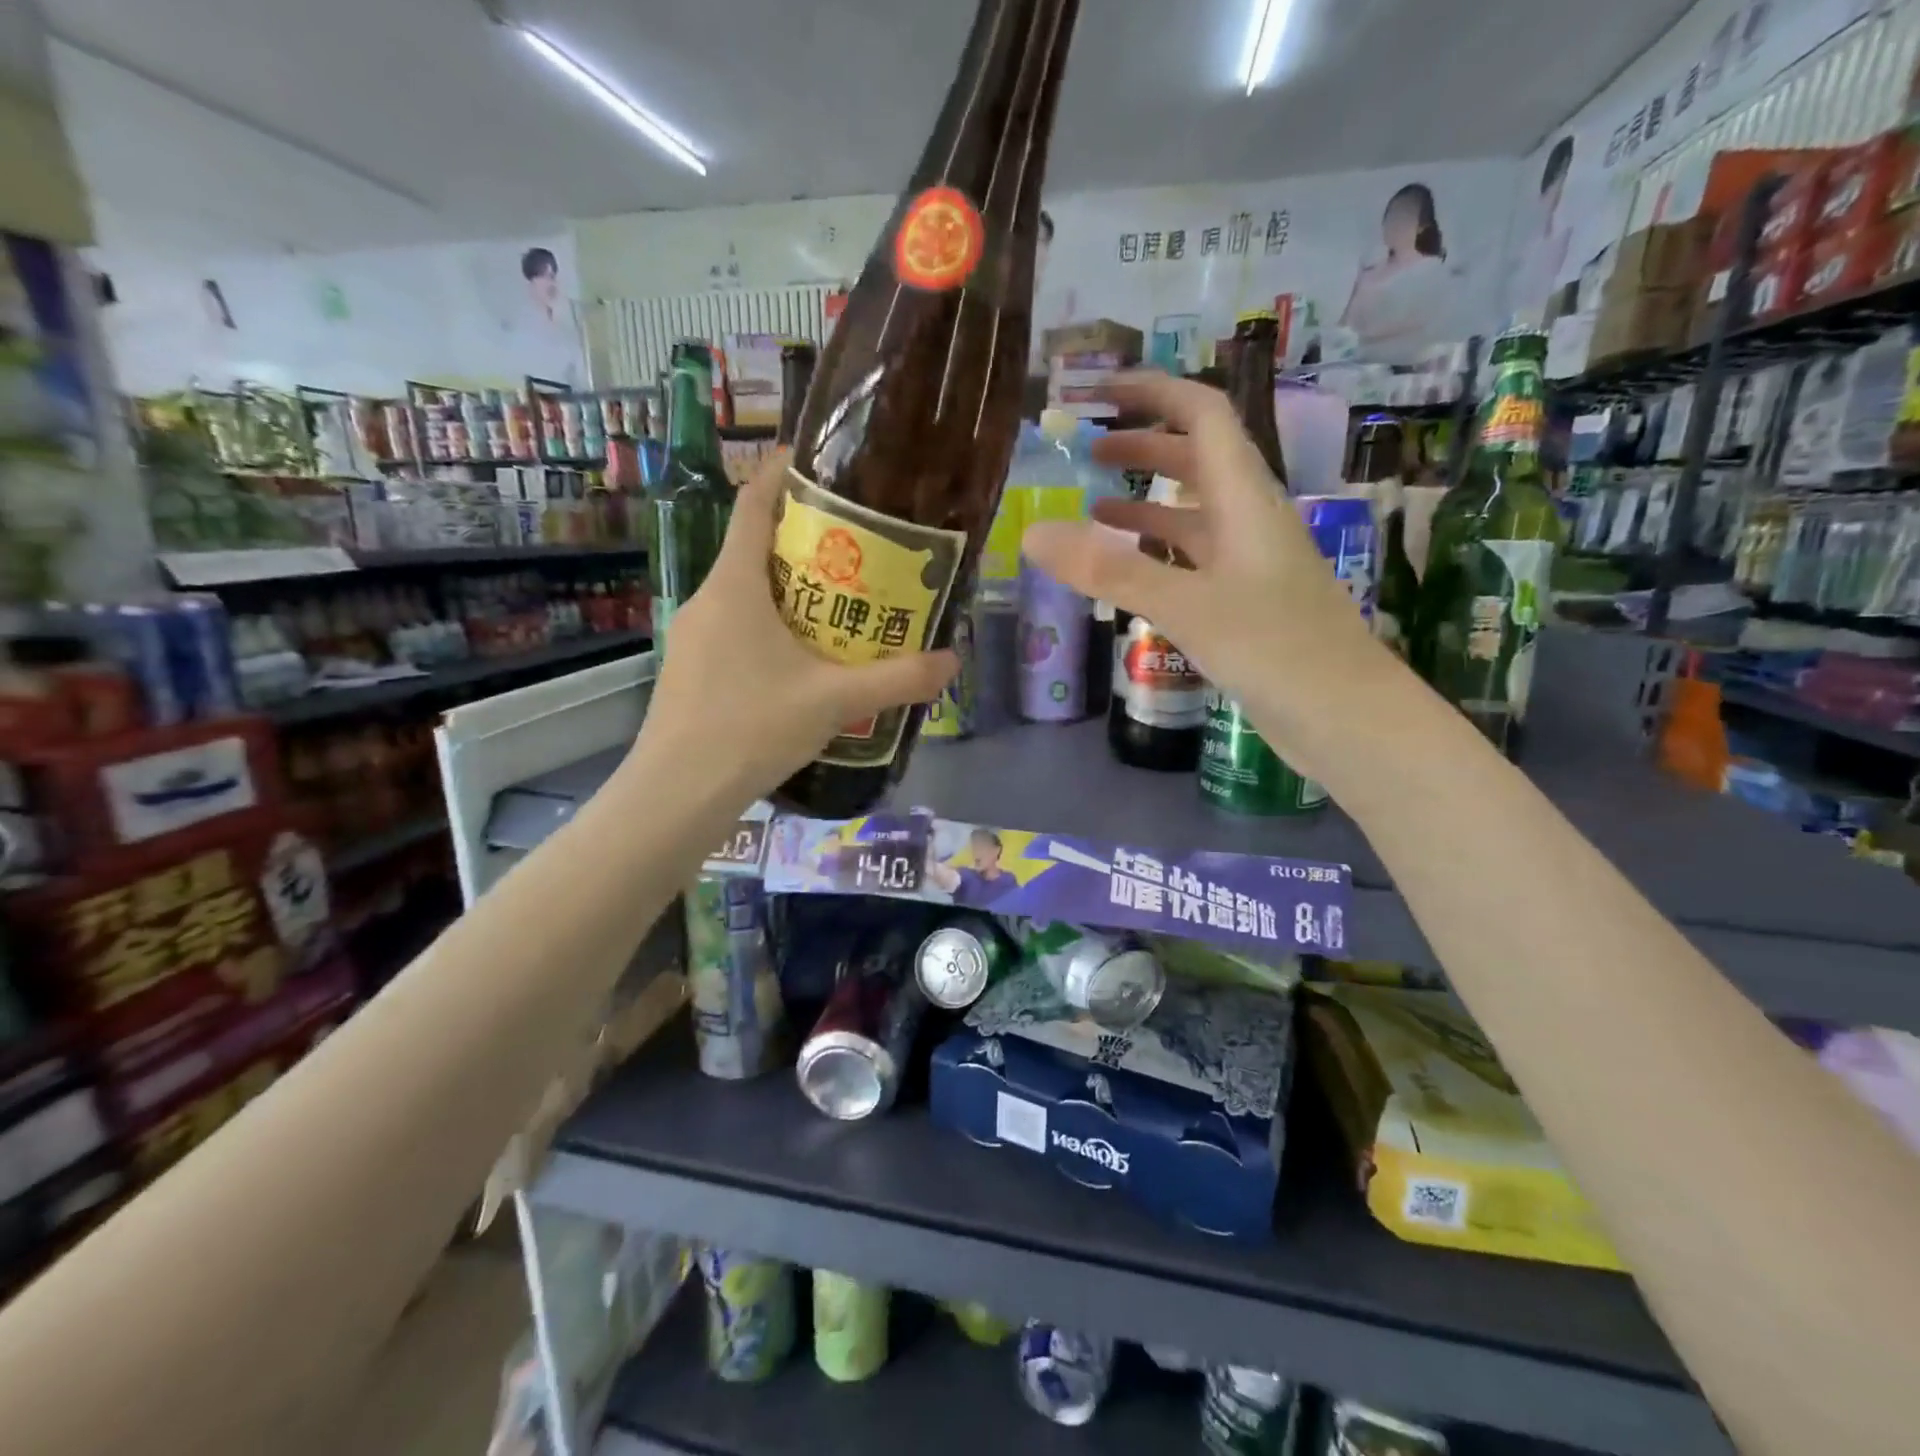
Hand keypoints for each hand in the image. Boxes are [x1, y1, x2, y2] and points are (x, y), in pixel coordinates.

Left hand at [640, 449, 957, 800]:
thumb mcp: (833, 702)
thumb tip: (952, 661)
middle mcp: (709, 599)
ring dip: (793, 590)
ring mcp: (694, 636)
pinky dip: (774, 627)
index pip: (753, 504)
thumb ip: (897, 679)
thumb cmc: (750, 728)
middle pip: (757, 549)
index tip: (822, 462)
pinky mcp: (693, 669)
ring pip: (748, 593)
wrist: (676, 794)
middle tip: (863, 550)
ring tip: (845, 605)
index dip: (783, 473)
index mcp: (736, 586)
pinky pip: (738, 628)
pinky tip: (806, 662)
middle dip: (808, 542)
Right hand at [1021, 371, 1393, 774]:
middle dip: (1144, 443)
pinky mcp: (1243, 601)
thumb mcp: (1186, 605)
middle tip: (1087, 448)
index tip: (1099, 391)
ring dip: (1146, 499)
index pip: (1202, 415)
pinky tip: (1127, 569)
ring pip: (1192, 513)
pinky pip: (1192, 559)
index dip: (1153, 392)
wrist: (1345, 717)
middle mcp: (1249, 519)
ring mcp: (1248, 562)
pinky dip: (1156, 552)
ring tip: (1092, 505)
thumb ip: (1110, 571)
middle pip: (1196, 459)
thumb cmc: (1276, 650)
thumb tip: (1032, 534)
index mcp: (1245, 499)